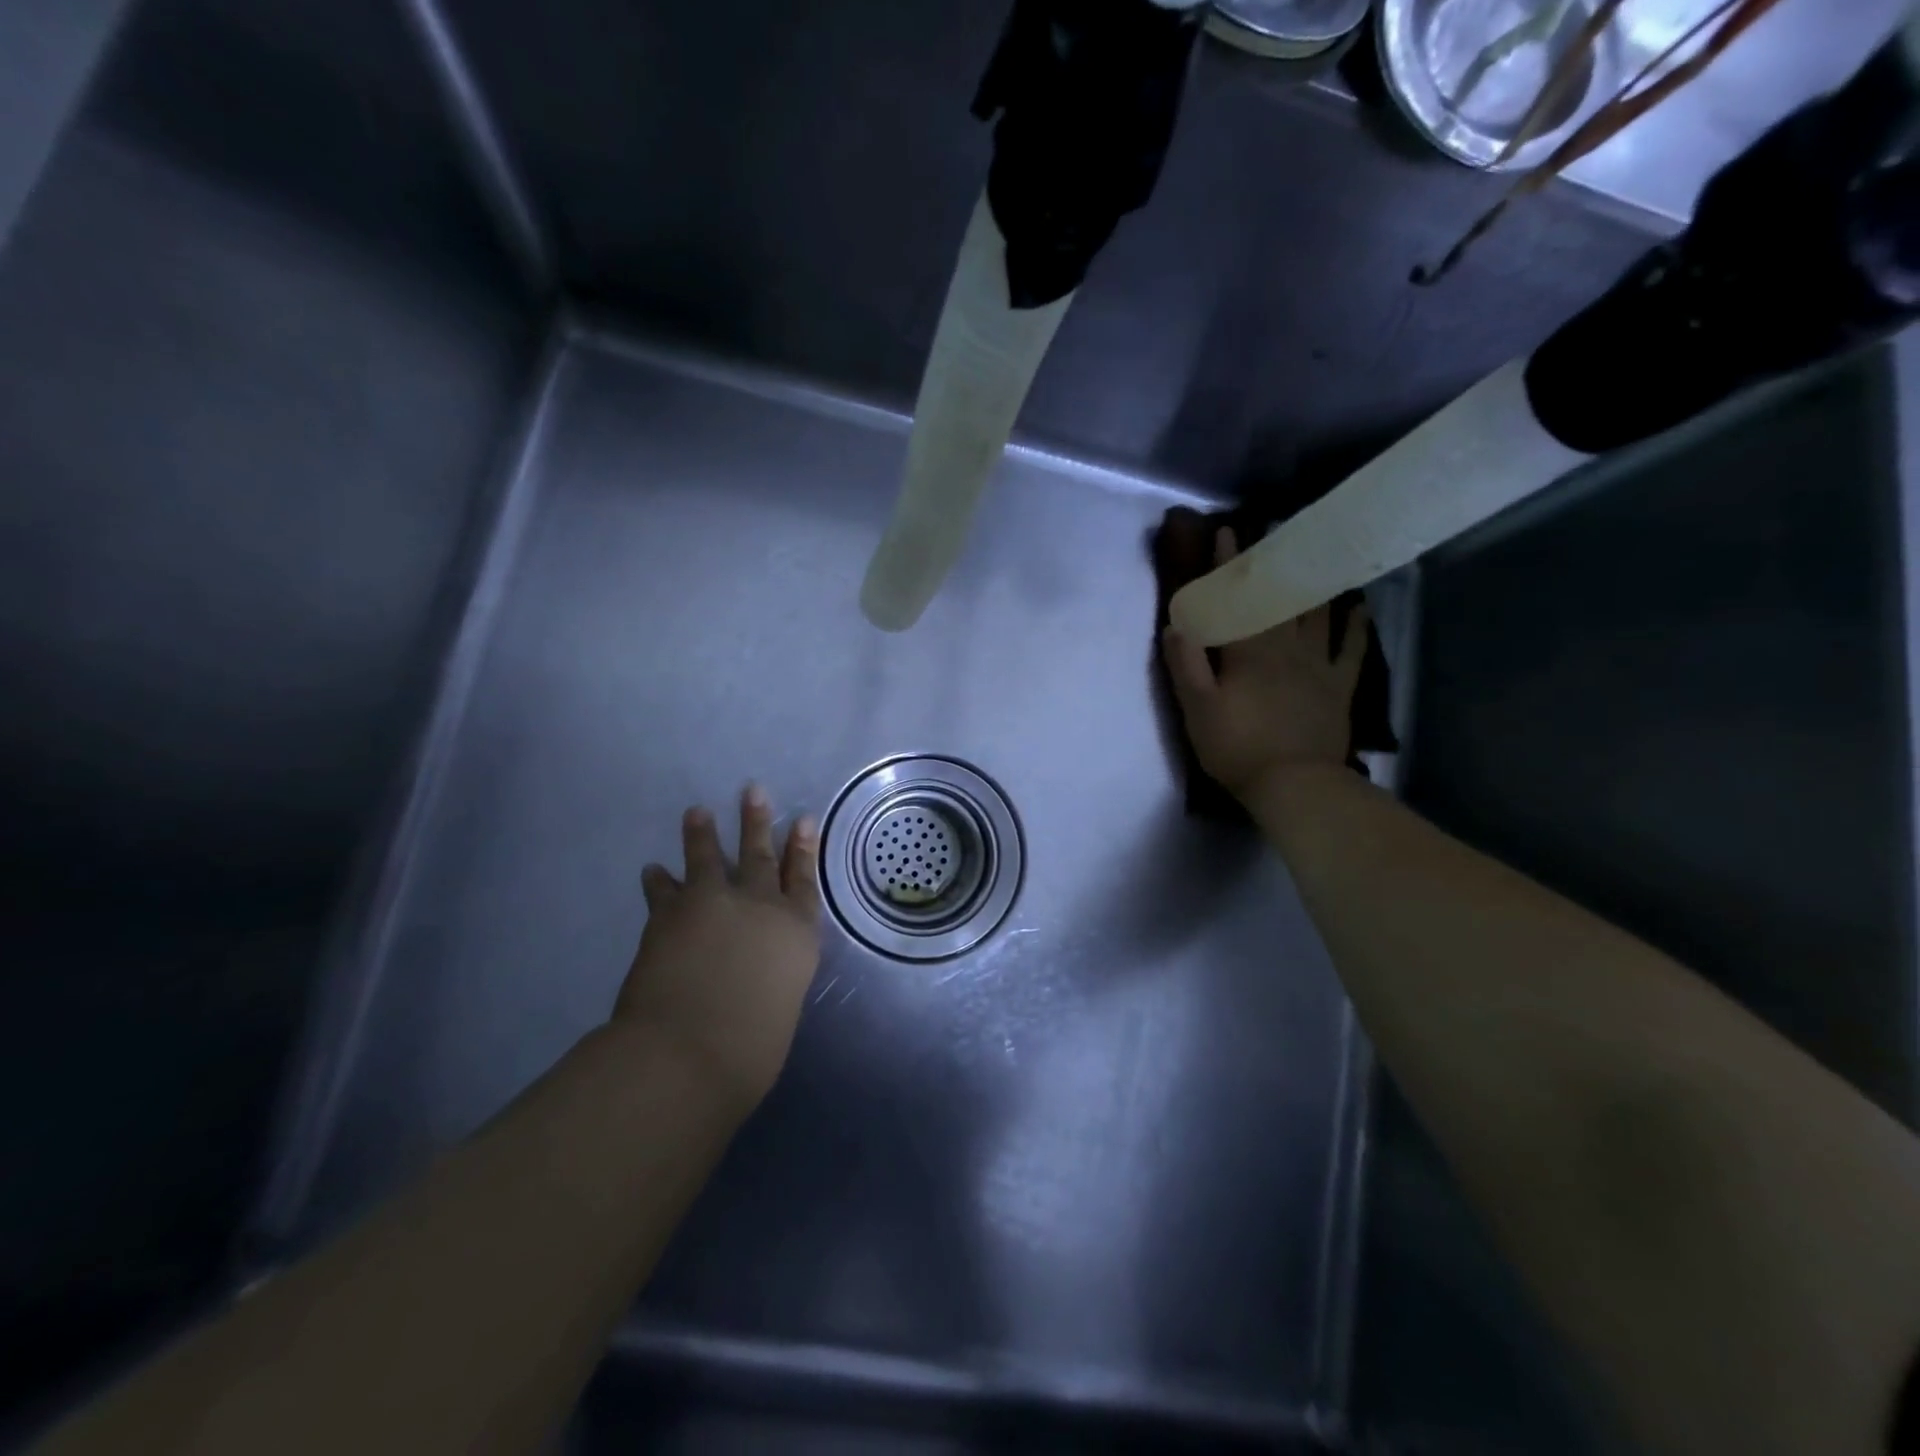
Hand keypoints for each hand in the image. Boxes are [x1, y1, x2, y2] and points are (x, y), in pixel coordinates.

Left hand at [616, 786, 822, 1112]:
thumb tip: (754, 975)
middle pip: (760, 856)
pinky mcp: (669, 914)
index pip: (804, 881)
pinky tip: (652, 870)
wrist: (690, 1050)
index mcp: (796, 932)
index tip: (804, 820)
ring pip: (709, 858)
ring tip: (696, 812)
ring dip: (703, 834)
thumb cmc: (751, 1047)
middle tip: (753, 790)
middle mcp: (759, 907)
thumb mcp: (779, 1006)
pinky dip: (659, 880)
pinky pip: (664, 890)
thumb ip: (770, 980)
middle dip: (758, 822)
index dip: (804, 850)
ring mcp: (713, 904)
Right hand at [1161, 527, 1368, 803]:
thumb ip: (1186, 664)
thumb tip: (1176, 623)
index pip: (1236, 600)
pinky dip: (1355, 625)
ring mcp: (1317, 666)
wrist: (1294, 785)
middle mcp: (1285, 648)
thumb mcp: (1197, 709)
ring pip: (1317, 614)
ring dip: (1314, 582)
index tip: (1227, 532)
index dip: (1229, 567)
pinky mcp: (1338, 687)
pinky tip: (1358, 606)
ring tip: (1316, 554)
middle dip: (1272, 564)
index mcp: (1247, 652)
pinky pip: (1351, 649)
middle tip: (1275, 534)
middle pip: (1278, 598)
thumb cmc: (1236, 747)